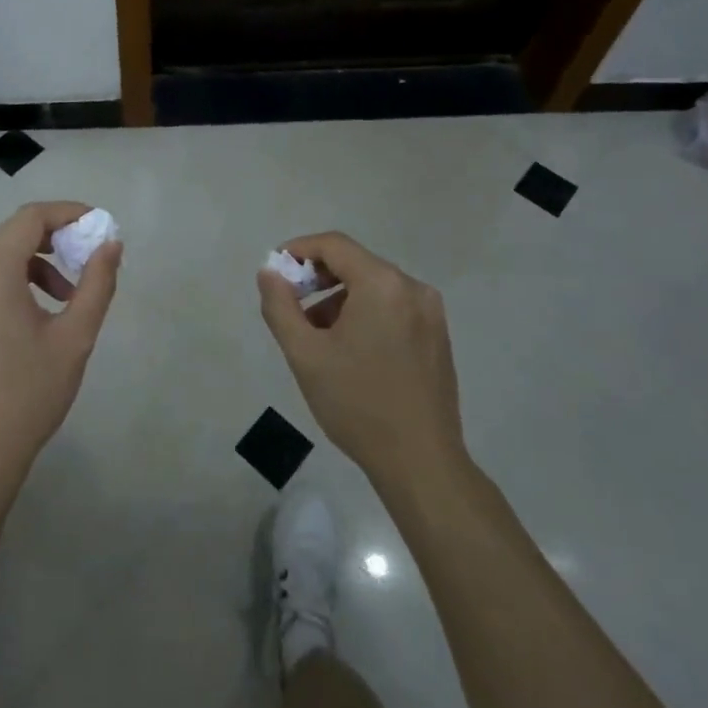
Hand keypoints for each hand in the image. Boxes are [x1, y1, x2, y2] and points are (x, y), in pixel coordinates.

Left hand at [0, 201, 121, 486]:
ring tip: (68, 295)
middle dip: (54, 238)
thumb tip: (111, 244)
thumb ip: (97, 283)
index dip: (68, 213)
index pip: (30, 218)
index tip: (99, 227)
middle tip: (88, 260)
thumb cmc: (29, 394)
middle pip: (12, 233)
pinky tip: (38, 312)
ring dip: (36, 261)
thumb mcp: (75, 337)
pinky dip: (14, 278)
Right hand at [257, 232, 466, 490]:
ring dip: (339, 298)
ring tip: (317, 335)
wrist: (421, 462)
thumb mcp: (305, 354)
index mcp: (382, 284)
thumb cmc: (357, 404)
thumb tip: (269, 273)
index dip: (299, 250)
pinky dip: (365, 313)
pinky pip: (393, 307)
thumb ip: (280, 306)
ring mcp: (431, 313)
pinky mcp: (438, 336)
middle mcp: (412, 288)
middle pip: (356, 263)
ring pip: (374, 287)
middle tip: (290, 304)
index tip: (275, 271)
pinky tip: (349, 349)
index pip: (334, 245)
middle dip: (317, 277)